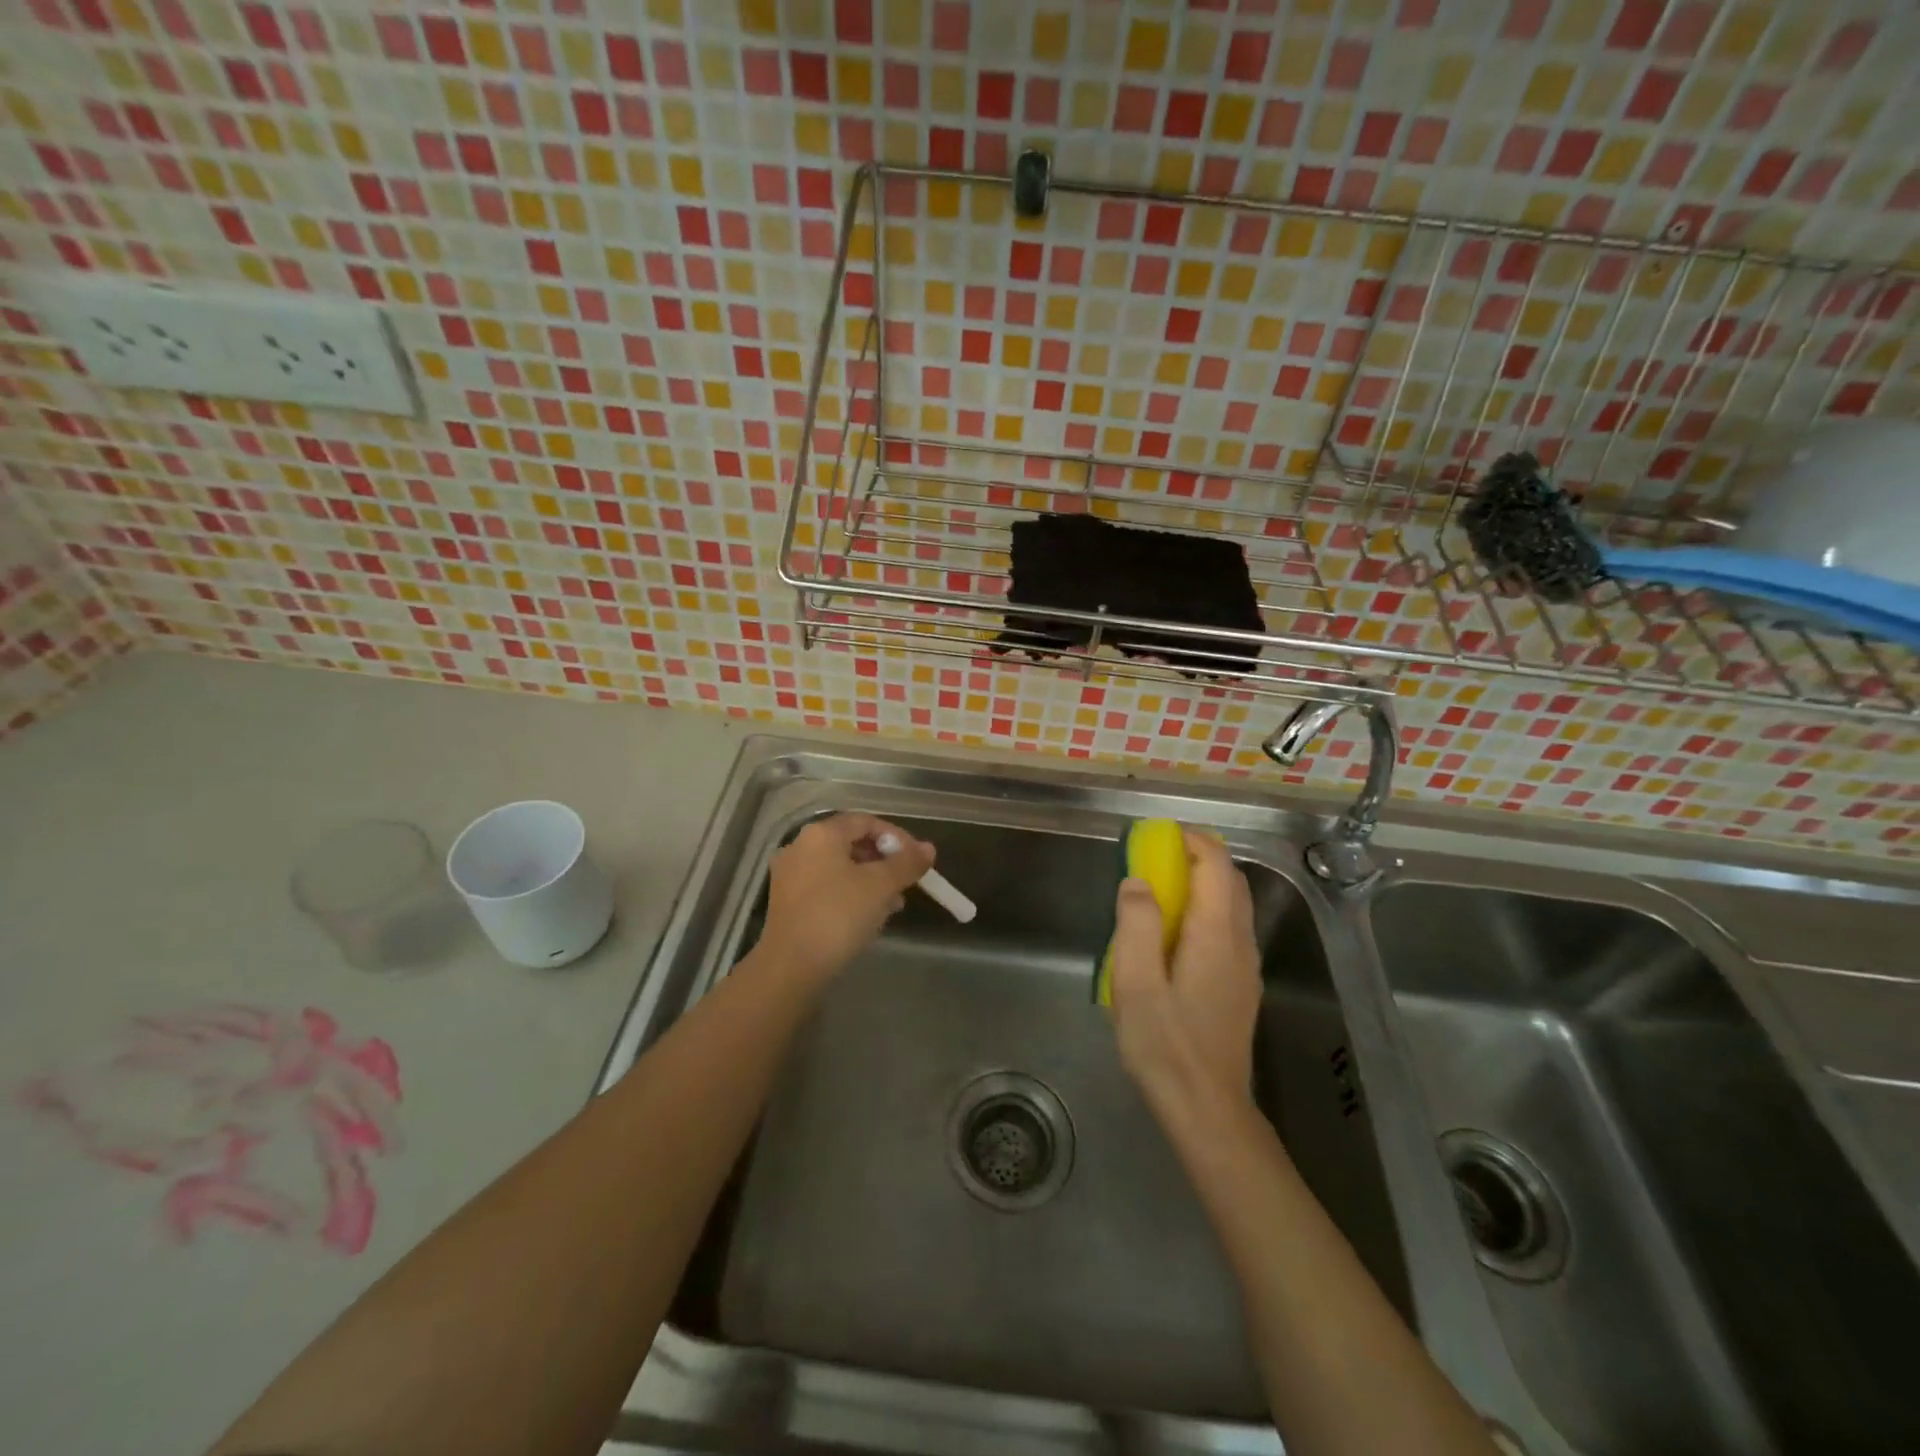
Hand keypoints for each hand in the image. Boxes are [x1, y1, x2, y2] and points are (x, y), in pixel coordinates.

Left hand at [753, 813, 933, 982]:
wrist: (791, 967)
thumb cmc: (838, 916)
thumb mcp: (881, 886)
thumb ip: (907, 863)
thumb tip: (928, 848)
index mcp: (821, 834)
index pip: (866, 821)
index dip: (896, 836)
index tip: (917, 859)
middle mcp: (800, 846)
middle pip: (851, 843)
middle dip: (884, 860)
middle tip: (907, 881)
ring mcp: (790, 875)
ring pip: (840, 867)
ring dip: (870, 879)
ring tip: (894, 903)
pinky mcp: (787, 901)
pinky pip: (826, 886)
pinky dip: (850, 893)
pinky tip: (869, 916)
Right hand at [1108, 829, 1261, 1121]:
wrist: (1207, 1110)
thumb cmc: (1166, 1046)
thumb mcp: (1136, 984)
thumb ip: (1136, 925)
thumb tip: (1138, 882)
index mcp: (1216, 935)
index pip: (1216, 866)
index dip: (1192, 841)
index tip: (1158, 835)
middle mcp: (1239, 944)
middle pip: (1230, 881)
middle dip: (1197, 858)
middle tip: (1155, 858)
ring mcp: (1245, 968)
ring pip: (1232, 906)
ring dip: (1202, 884)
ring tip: (1159, 893)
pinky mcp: (1240, 987)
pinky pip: (1228, 930)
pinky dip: (1205, 911)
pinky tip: (1174, 937)